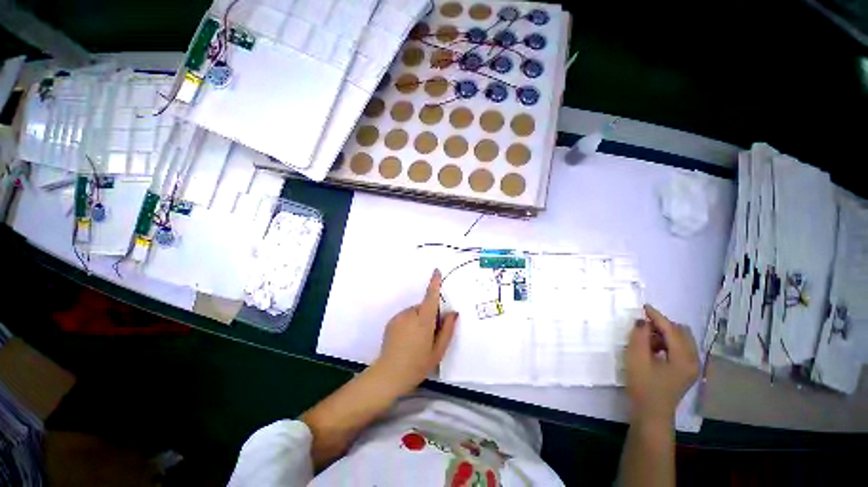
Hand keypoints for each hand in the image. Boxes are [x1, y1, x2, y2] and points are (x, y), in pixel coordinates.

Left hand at [373, 269, 458, 395]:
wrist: (389, 374)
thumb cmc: (417, 365)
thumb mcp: (438, 351)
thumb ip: (447, 330)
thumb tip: (453, 313)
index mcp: (423, 321)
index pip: (431, 297)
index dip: (434, 283)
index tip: (436, 271)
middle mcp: (410, 314)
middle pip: (424, 307)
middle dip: (429, 315)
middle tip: (429, 335)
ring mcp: (399, 317)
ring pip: (414, 312)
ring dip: (419, 320)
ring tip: (416, 340)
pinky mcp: (391, 321)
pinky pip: (405, 316)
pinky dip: (409, 323)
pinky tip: (407, 339)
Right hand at [625, 304, 698, 425]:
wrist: (651, 413)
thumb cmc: (643, 385)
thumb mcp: (637, 358)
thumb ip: (639, 337)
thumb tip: (642, 322)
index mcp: (684, 358)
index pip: (672, 330)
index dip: (657, 316)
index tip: (643, 306)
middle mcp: (693, 360)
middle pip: (682, 333)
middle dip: (663, 325)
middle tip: (643, 325)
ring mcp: (692, 367)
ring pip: (682, 340)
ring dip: (665, 334)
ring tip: (646, 338)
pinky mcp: (686, 371)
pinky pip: (680, 349)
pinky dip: (667, 343)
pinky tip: (653, 349)